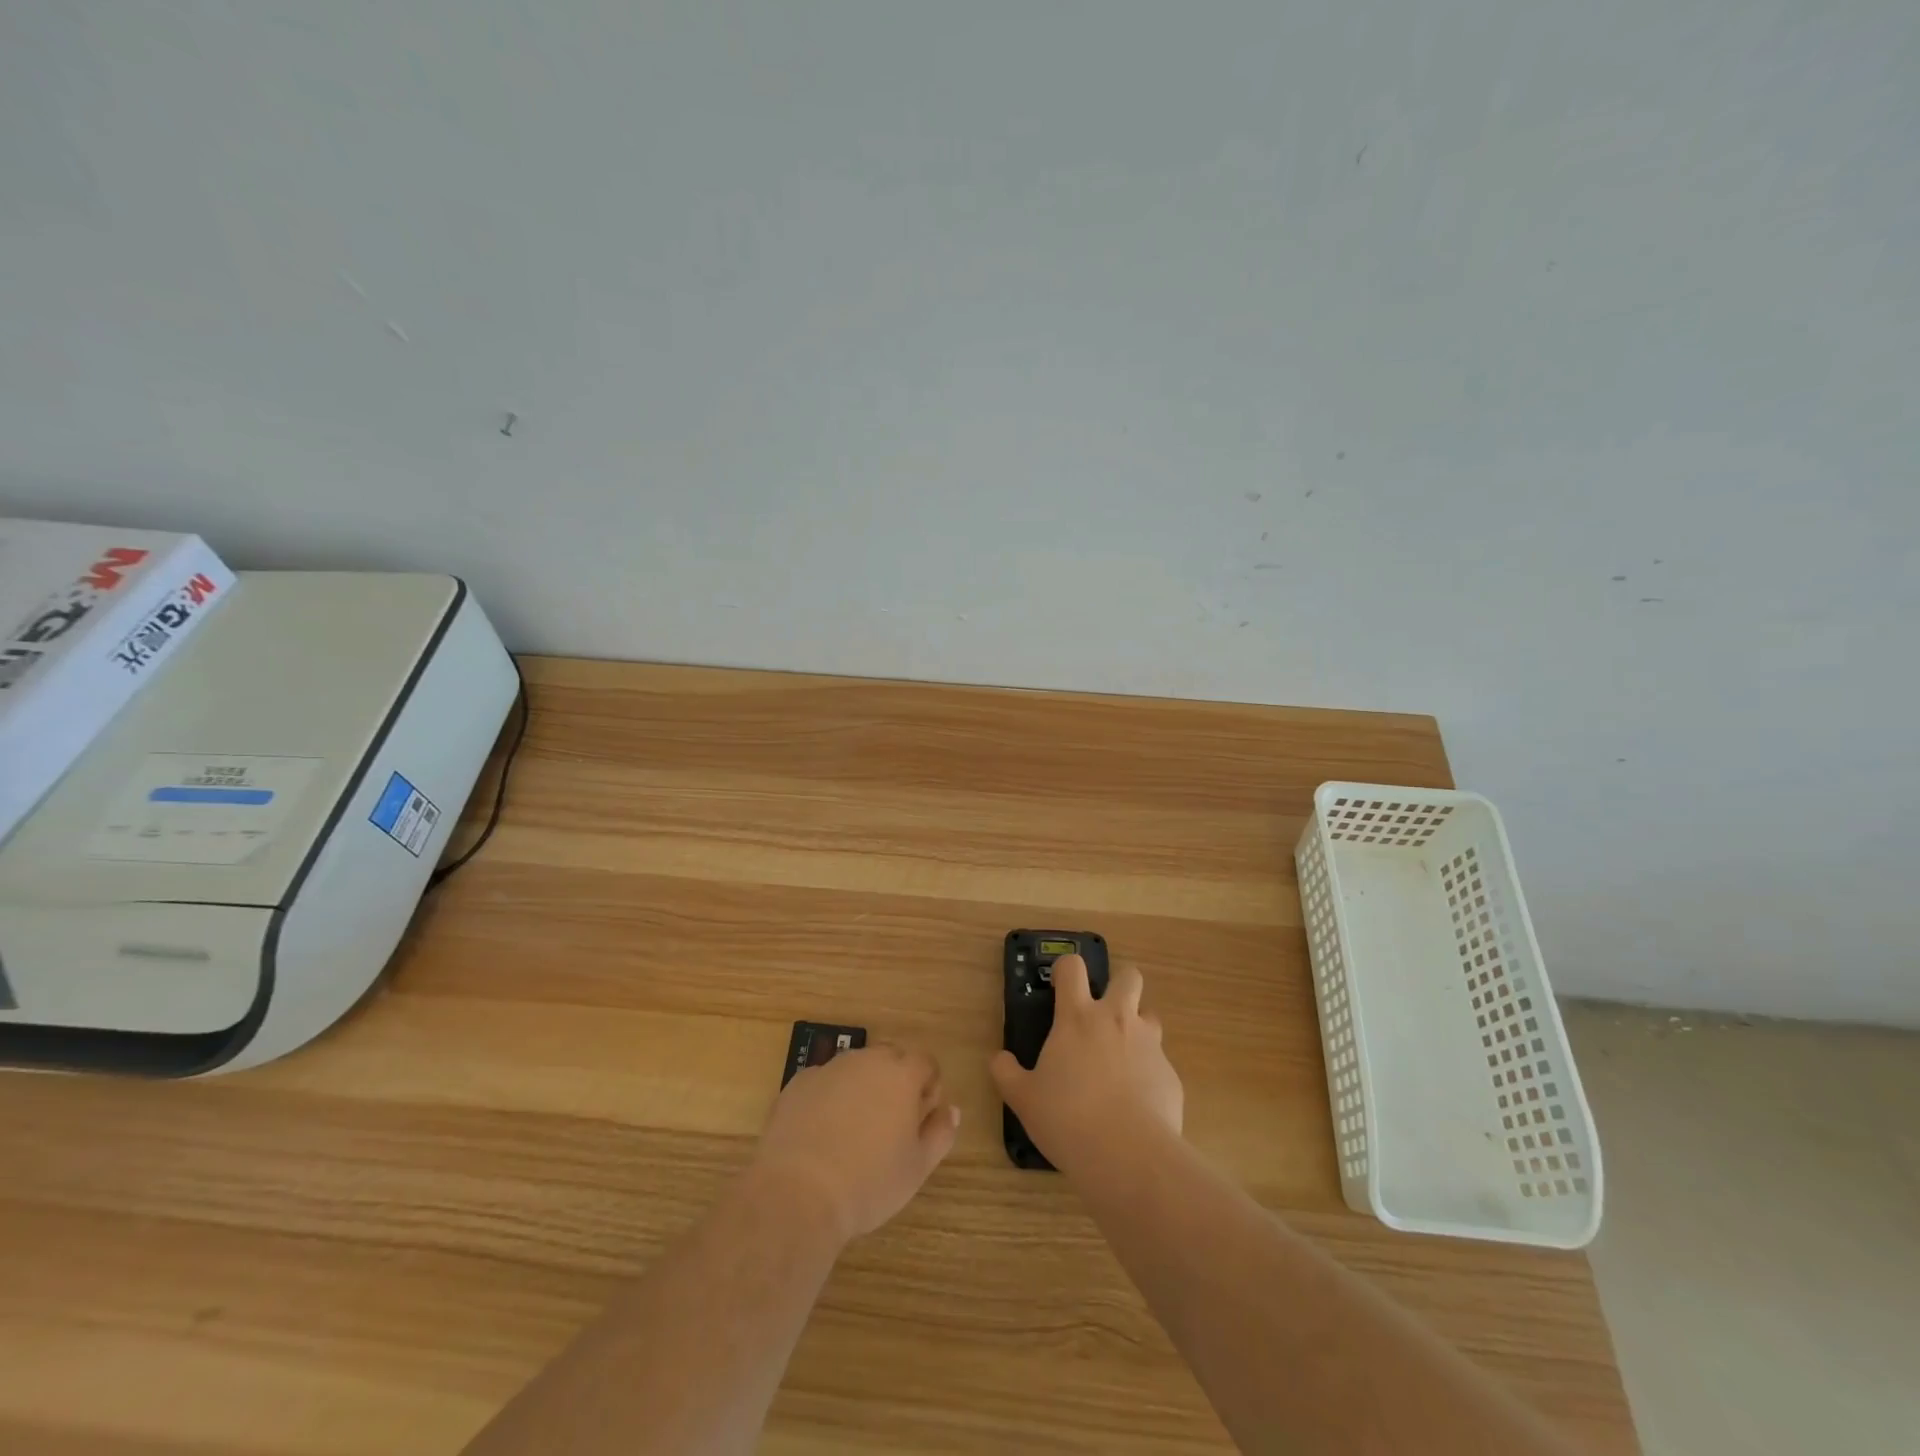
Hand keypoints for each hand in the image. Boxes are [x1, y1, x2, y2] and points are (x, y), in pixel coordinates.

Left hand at [751, 1044, 960, 1245]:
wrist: (797, 1193)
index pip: (925, 1063)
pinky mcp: (798, 1083)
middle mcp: (867, 1060)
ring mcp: (829, 1068)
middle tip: (890, 1126)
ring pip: (856, 1068)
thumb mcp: (917, 1167)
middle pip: (890, 1059)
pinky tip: (822, 1134)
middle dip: (896, 1083)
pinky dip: (829, 1098)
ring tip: (854, 1132)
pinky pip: (824, 1082)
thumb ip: (940, 1133)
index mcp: (901, 1074)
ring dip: (862, 1088)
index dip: (928, 1089)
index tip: (920, 1121)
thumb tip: (951, 1109)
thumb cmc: (869, 1182)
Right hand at [991, 956, 1183, 1171]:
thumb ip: (1007, 1073)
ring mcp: (1149, 1045)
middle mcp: (1116, 1020)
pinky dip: (1149, 1073)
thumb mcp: (1023, 1098)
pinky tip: (1138, 1102)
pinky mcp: (1170, 1075)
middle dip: (1118, 985)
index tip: (1060, 986)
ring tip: (1122, 1058)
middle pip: (1128, 977)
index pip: (1073, 967)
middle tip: (1103, 1012)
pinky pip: (1160, 1062)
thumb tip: (1000, 1059)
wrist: (1128, 1155)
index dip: (1066, 969)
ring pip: (1150, 1016)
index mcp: (1077, 1018)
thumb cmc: (1067, 1118)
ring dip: (1137, 1028)